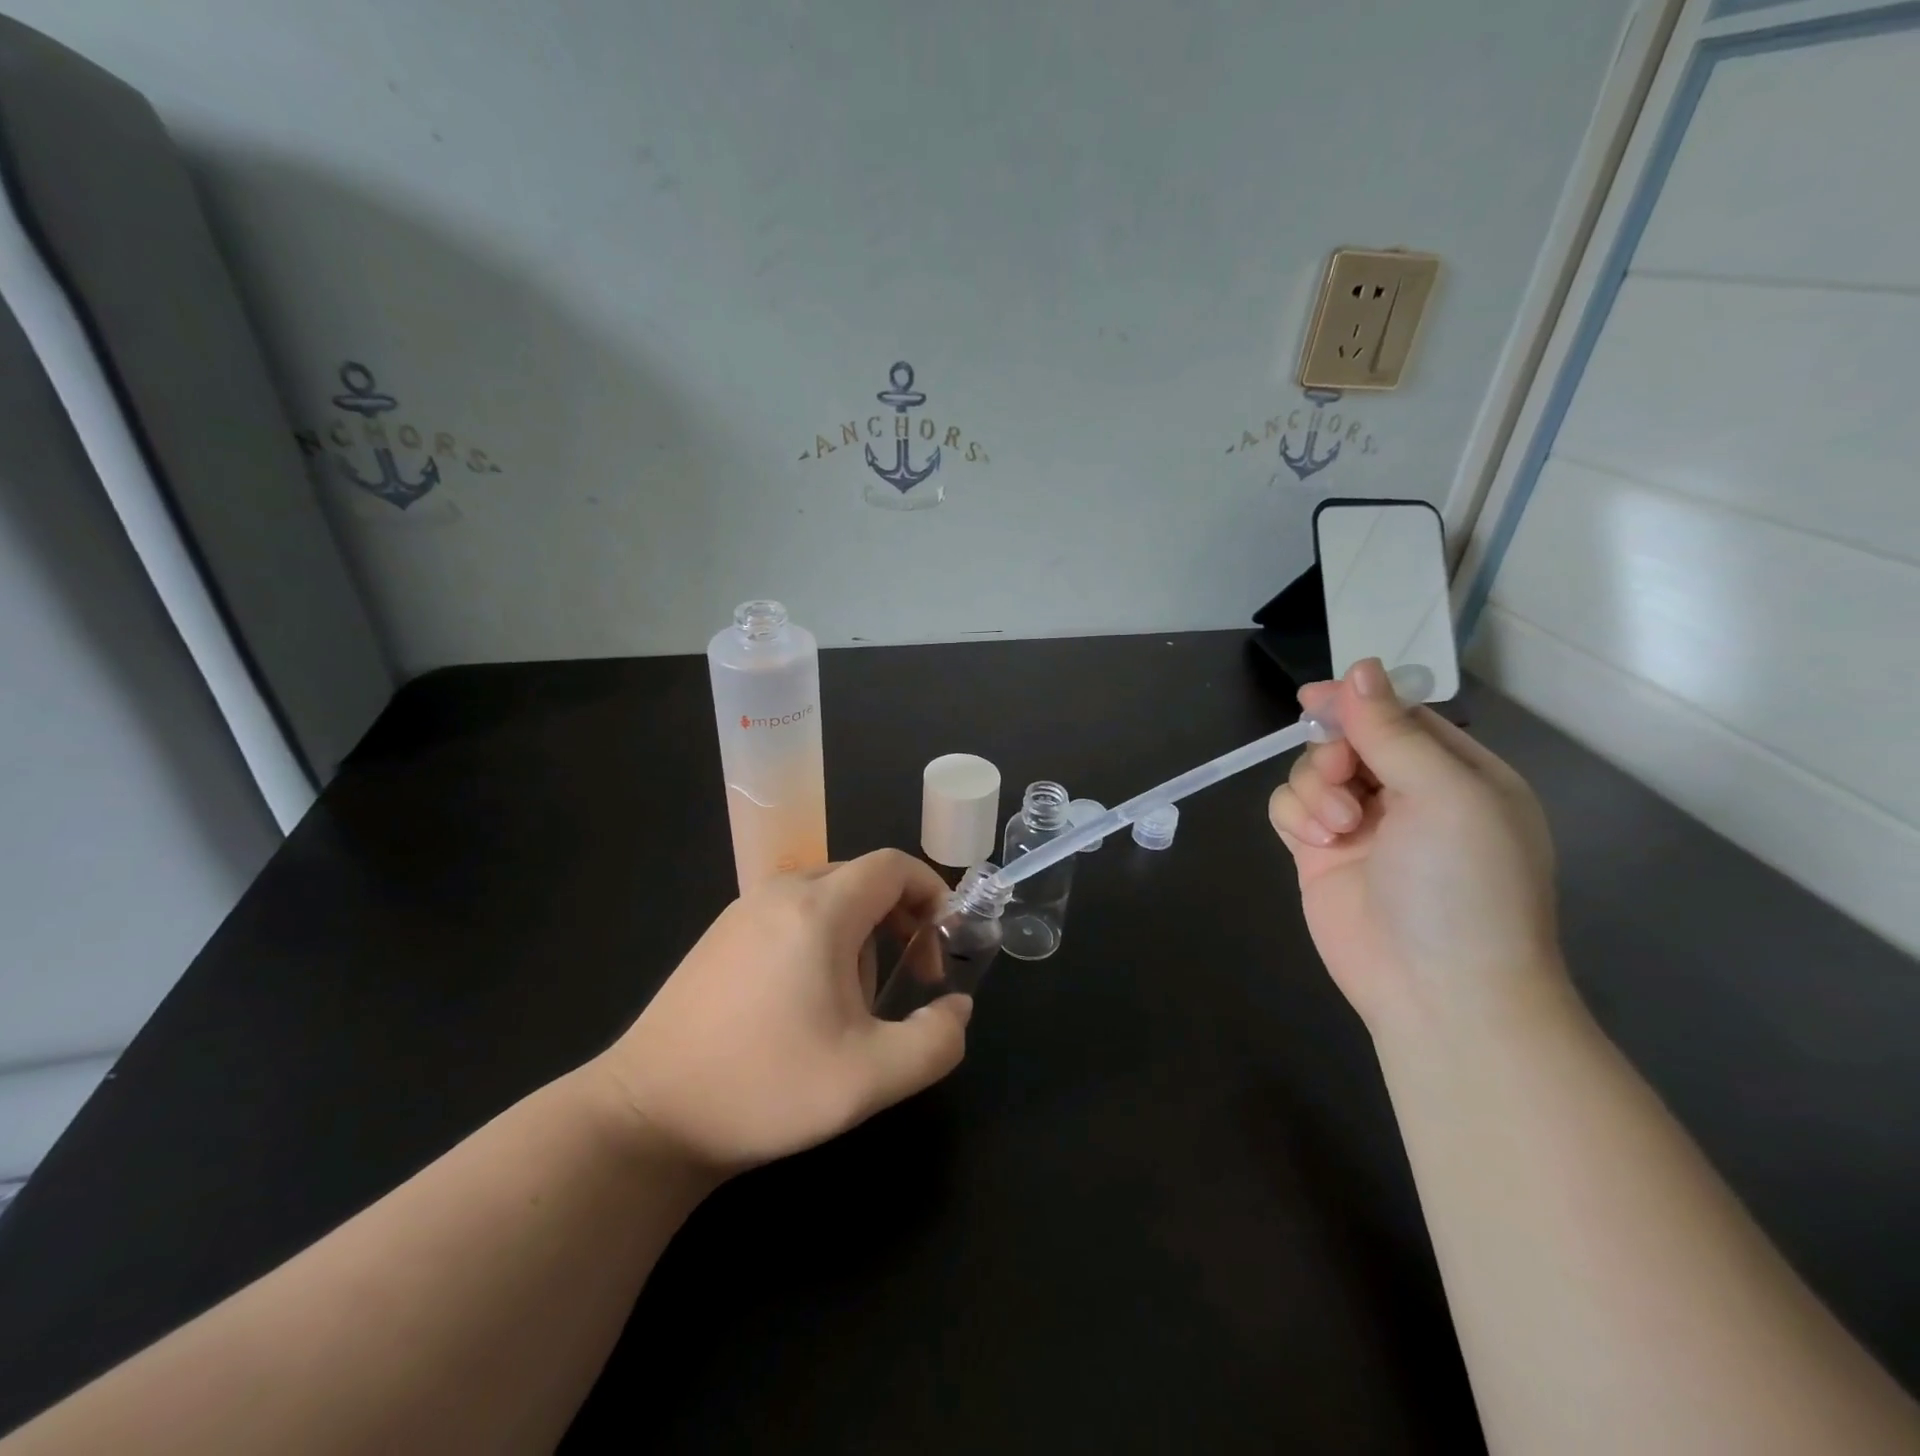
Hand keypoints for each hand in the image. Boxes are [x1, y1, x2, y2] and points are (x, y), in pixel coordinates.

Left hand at [593, 850, 970, 1174]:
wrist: (647, 1116)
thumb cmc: (764, 1088)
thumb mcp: (870, 1079)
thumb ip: (936, 1041)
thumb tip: (958, 1007)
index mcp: (819, 908)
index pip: (893, 865)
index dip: (931, 895)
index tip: (939, 951)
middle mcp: (780, 891)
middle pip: (863, 878)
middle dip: (898, 921)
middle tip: (904, 982)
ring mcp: (743, 910)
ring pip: (827, 896)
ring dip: (859, 935)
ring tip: (848, 1005)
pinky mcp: (720, 935)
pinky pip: (792, 913)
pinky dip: (820, 940)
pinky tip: (801, 1003)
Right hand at [1267, 658, 1564, 1034]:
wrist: (1439, 993)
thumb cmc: (1462, 886)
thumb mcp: (1445, 795)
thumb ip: (1394, 731)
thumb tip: (1359, 668)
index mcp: (1456, 774)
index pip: (1399, 716)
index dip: (1357, 701)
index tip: (1314, 696)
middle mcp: (1407, 795)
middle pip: (1346, 739)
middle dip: (1332, 750)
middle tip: (1341, 774)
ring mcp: (1360, 826)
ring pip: (1310, 771)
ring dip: (1314, 787)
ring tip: (1338, 828)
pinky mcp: (1319, 855)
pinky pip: (1288, 808)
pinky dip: (1294, 815)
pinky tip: (1316, 842)